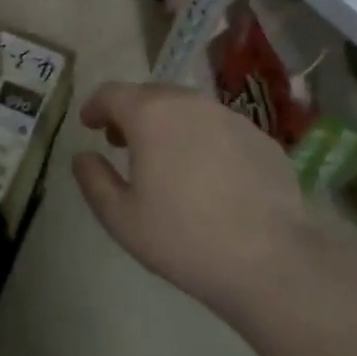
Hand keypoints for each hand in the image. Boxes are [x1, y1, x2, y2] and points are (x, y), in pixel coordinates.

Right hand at [72, 82, 308, 310]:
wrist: (273, 262)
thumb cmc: (185, 239)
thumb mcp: (121, 218)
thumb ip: (93, 180)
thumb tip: (83, 156)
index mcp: (150, 114)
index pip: (111, 93)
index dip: (95, 106)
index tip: (89, 124)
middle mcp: (189, 102)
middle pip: (150, 95)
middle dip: (130, 113)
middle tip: (122, 142)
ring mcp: (229, 117)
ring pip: (187, 109)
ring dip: (168, 124)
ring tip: (165, 158)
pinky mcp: (261, 137)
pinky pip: (219, 128)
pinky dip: (202, 139)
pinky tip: (208, 175)